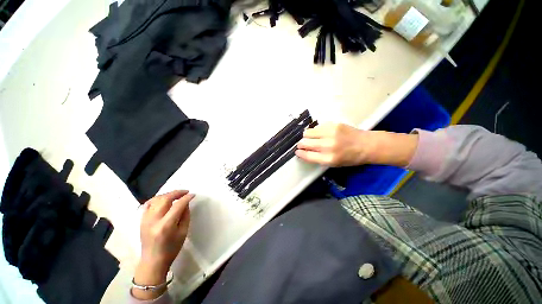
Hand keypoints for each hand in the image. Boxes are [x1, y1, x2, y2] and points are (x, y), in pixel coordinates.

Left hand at [132, 190, 193, 299]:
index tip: (193, 194)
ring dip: (167, 194)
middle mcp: (154, 220)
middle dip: (177, 193)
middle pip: (165, 199)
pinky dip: (157, 199)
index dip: (186, 198)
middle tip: (185, 191)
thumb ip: (185, 215)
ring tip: (176, 194)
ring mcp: (145, 219)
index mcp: (166, 225)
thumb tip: (186, 203)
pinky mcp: (141, 220)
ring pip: (156, 199)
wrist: (152, 261)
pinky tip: (163, 199)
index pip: (177, 205)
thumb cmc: (171, 248)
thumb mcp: (183, 232)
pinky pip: (148, 204)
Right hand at [296, 122, 418, 167]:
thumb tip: (304, 152)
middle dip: (301, 144)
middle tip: (302, 145)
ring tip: (311, 138)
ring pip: (308, 132)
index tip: (297, 152)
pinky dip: (316, 131)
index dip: (300, 153)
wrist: (366, 145)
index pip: (307, 155)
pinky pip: (317, 127)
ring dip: (307, 136)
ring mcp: (330, 133)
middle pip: (304, 142)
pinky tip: (321, 133)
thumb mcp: (334, 163)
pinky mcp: (333, 124)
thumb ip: (318, 158)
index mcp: (328, 159)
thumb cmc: (350, 158)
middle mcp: (328, 146)